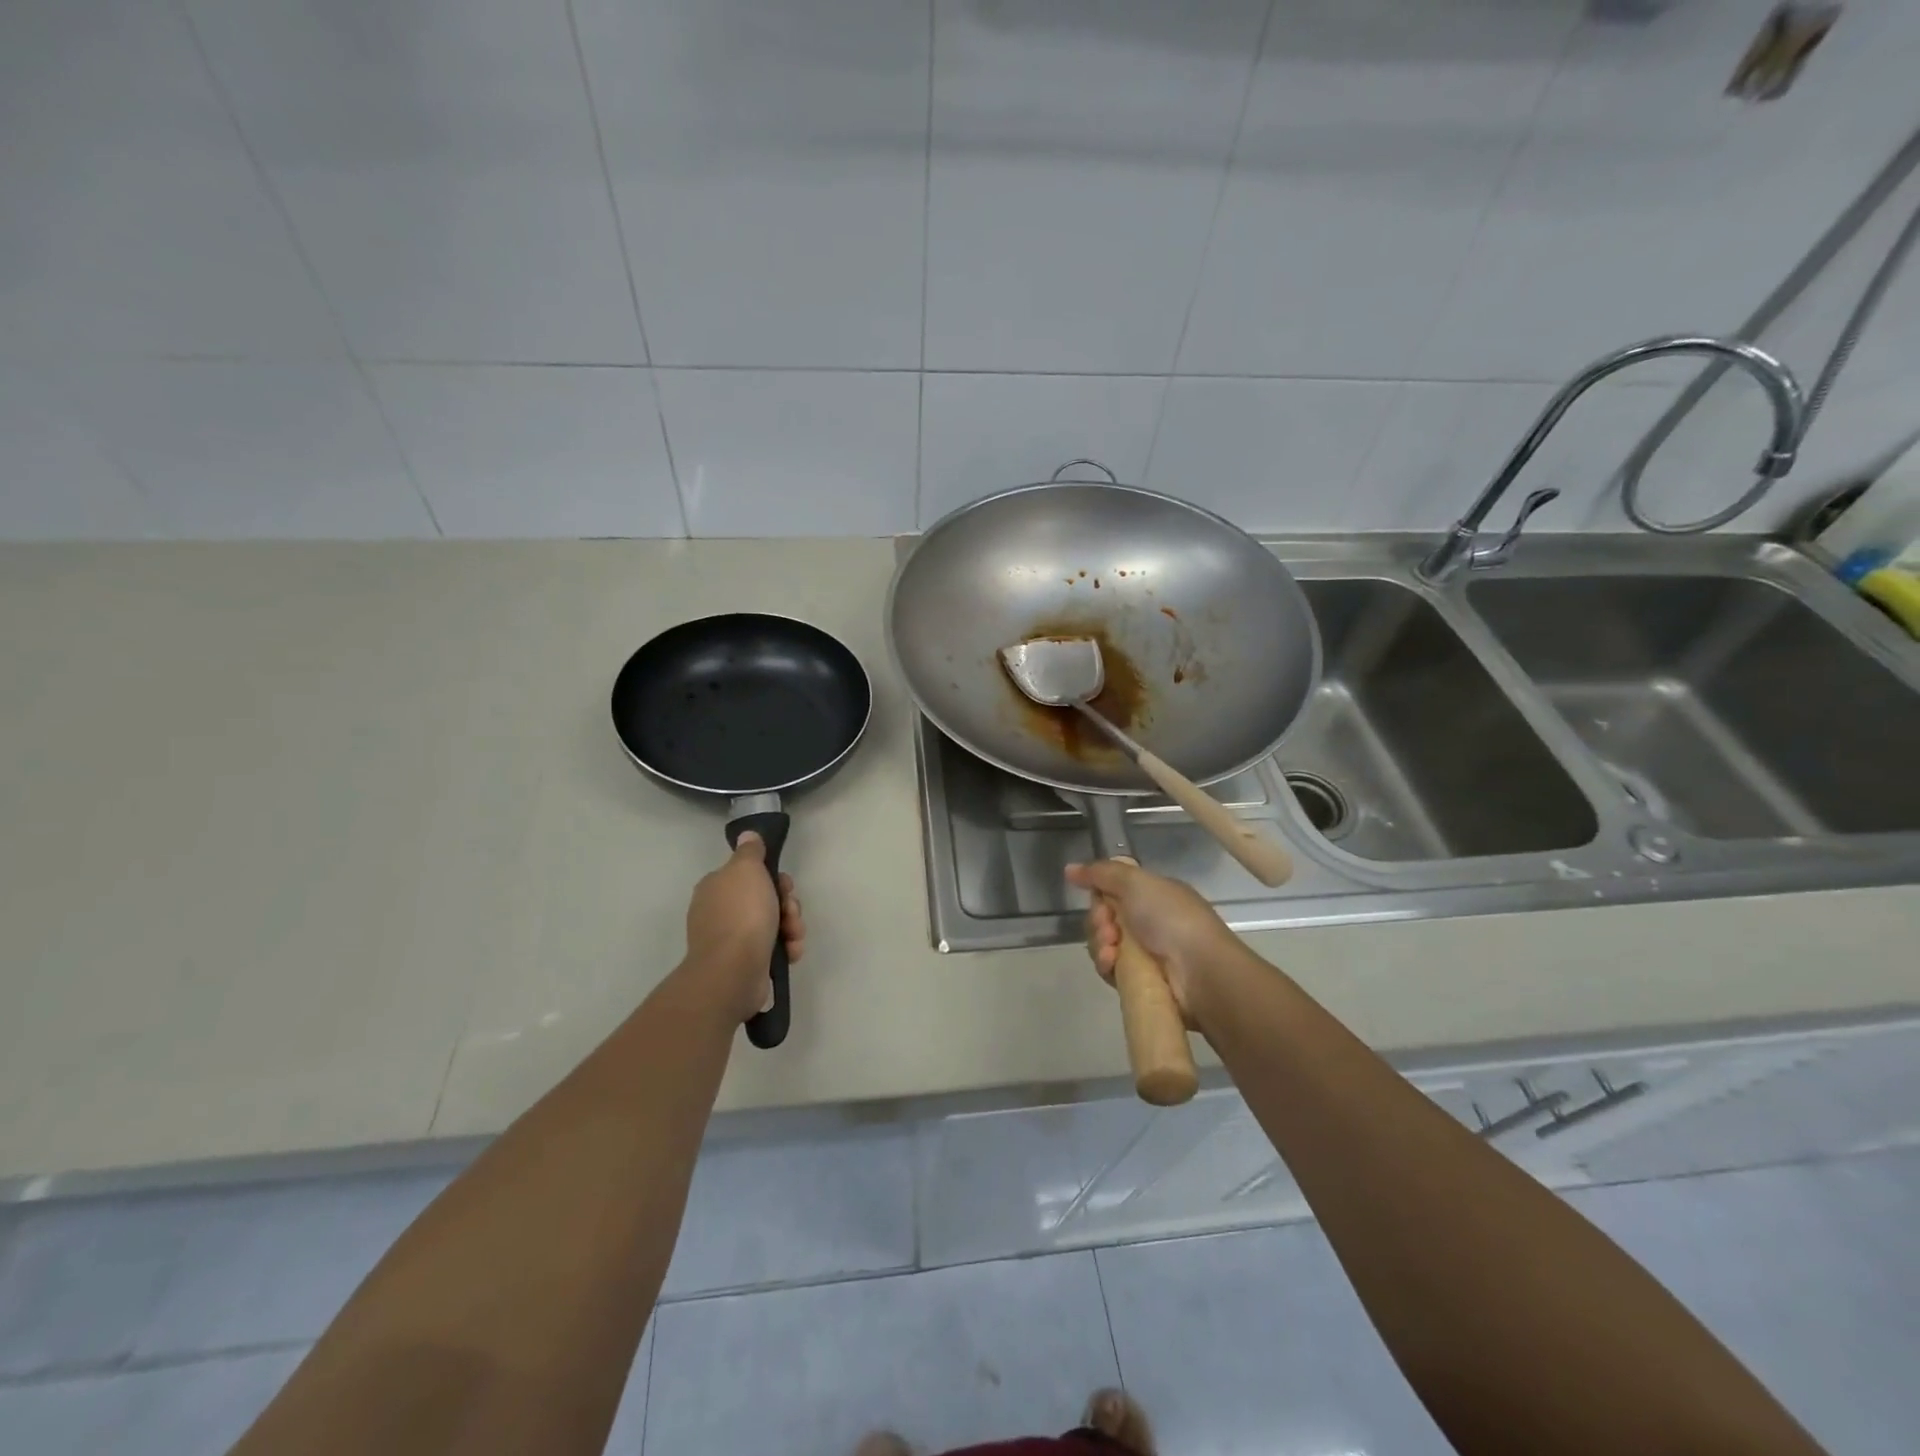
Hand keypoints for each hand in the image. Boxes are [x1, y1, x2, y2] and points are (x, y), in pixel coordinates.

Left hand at [685, 833, 804, 1022]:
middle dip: (787, 904)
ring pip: (773, 923)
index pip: (750, 874)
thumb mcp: (747, 869)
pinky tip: (790, 952)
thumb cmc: (741, 914)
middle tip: (790, 911)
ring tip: (793, 936)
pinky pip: (773, 948)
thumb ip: (750, 851)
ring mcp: (732, 939)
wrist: (733, 971)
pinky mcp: (745, 963)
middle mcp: (720, 912)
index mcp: (716, 887)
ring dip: (791, 927)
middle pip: (766, 898)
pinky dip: (786, 948)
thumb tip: (747, 835)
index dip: (774, 877)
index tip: (784, 884)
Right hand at [1066, 860, 1243, 1025]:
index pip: (1113, 892)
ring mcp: (1145, 954)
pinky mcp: (1140, 982)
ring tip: (1113, 949)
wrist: (1200, 971)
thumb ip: (1100, 873)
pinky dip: (1107, 965)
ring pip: (1104, 945)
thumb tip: (1069, 869)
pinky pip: (1110, 970)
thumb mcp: (1136, 882)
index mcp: (1153, 897)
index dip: (1100, 896)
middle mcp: (1149, 923)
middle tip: (1109, 928)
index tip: (1100, 900)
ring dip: (1100, 944)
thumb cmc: (1171, 918)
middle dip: (1099, 922)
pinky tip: (1113, 963)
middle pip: (1104, 919)